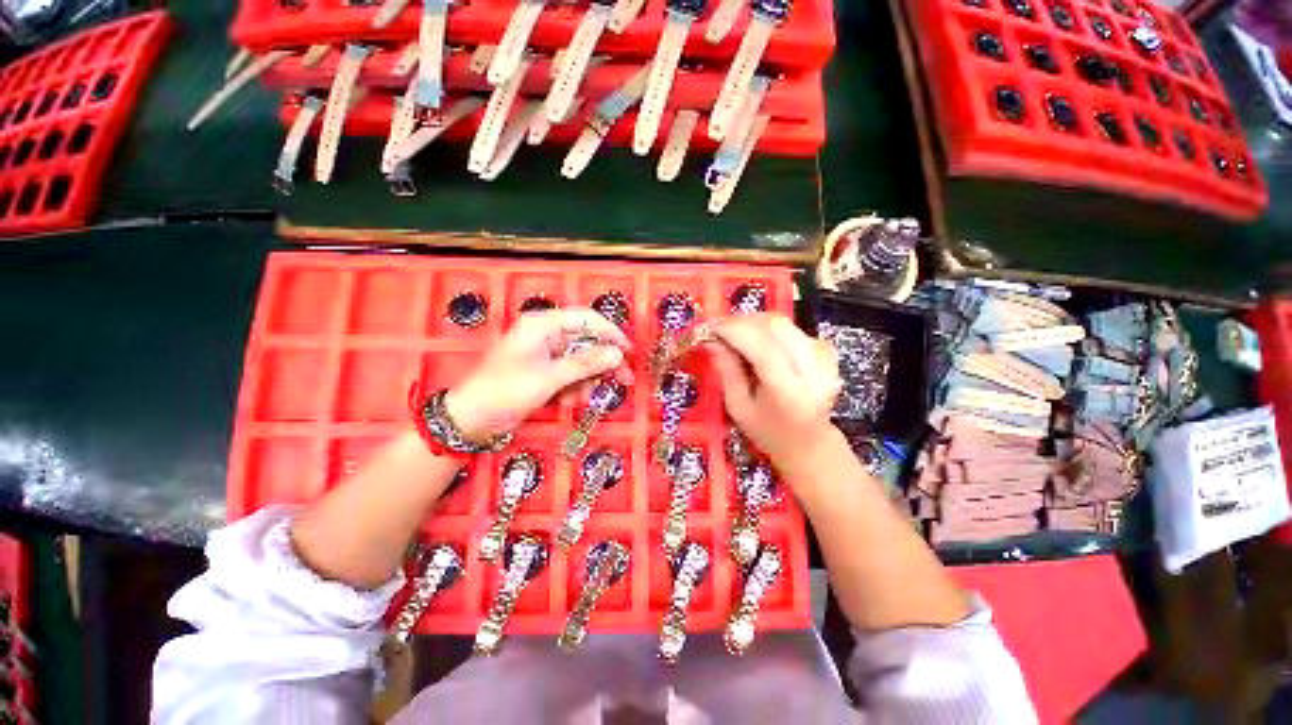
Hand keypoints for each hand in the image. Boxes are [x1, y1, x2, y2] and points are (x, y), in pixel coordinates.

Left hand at [445, 308, 632, 441]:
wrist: (472, 419)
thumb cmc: (506, 392)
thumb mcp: (550, 378)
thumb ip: (586, 364)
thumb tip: (617, 354)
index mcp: (542, 325)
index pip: (586, 319)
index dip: (610, 333)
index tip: (628, 351)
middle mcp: (545, 334)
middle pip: (586, 341)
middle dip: (603, 363)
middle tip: (624, 380)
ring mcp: (544, 353)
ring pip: (580, 360)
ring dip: (586, 379)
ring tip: (579, 398)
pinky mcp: (544, 370)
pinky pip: (570, 373)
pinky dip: (573, 387)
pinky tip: (566, 401)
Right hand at [706, 313, 841, 478]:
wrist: (810, 443)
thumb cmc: (768, 432)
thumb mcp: (738, 408)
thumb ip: (727, 371)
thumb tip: (712, 340)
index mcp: (789, 392)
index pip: (762, 347)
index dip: (734, 330)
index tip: (710, 325)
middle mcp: (813, 371)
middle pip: (776, 327)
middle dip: (743, 321)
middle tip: (720, 328)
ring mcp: (825, 359)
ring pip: (784, 323)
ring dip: (755, 322)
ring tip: (735, 334)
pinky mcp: (827, 351)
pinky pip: (792, 328)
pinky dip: (769, 328)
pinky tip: (758, 341)